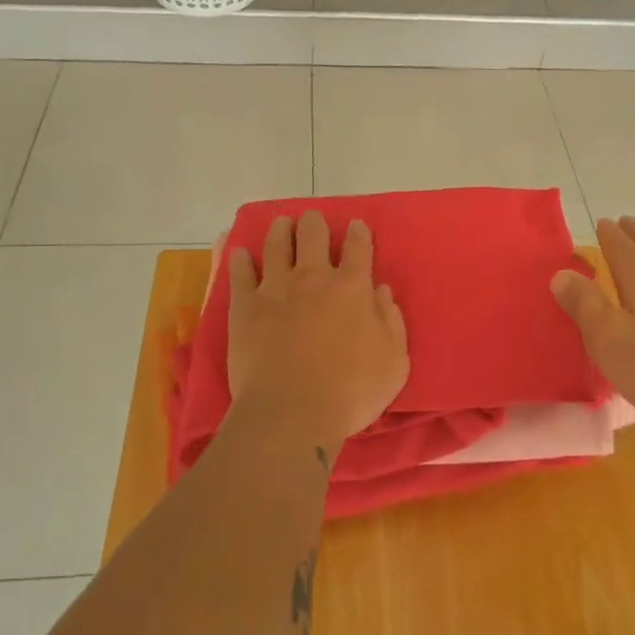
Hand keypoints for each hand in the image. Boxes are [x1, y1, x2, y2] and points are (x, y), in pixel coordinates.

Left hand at [227, 212, 409, 455]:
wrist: (292, 413)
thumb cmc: (351, 391)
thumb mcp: (394, 361)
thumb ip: (391, 321)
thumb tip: (382, 291)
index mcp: (352, 287)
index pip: (358, 247)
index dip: (358, 233)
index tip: (356, 226)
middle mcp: (313, 278)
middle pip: (313, 235)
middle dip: (314, 223)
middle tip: (312, 222)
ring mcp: (276, 289)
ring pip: (276, 245)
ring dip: (280, 230)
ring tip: (281, 224)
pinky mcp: (245, 307)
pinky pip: (240, 274)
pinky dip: (240, 261)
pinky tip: (240, 254)